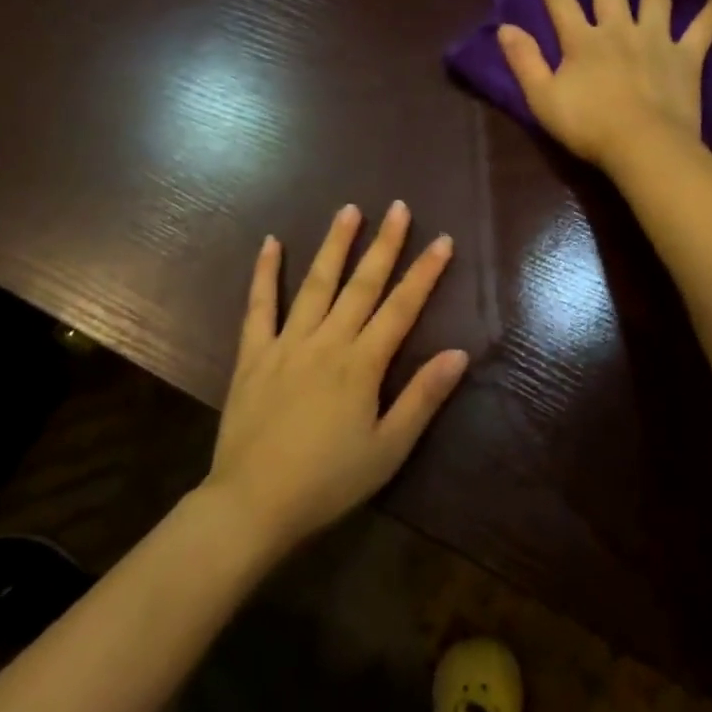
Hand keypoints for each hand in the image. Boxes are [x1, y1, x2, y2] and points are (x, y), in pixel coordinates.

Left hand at [204, 201, 468, 553]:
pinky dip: (264, 273)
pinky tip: (270, 242)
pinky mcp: (253, 354)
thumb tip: (458, 354)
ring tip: (349, 210)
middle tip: (398, 207)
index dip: (424, 273)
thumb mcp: (387, 450)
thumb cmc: (328, 482)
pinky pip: (259, 306)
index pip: (401, 308)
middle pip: (362, 284)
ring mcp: (286, 343)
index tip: (442, 240)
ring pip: (315, 284)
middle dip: (384, 244)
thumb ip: (422, 398)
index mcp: (362, 365)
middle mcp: (327, 342)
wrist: (252, 504)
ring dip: (334, 245)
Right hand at [496, 0, 711, 171]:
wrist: (643, 145)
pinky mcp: (686, 57)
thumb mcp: (543, 98)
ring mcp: (656, 41)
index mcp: (583, 41)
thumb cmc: (588, 126)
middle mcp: (619, 30)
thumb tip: (505, 28)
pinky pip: (703, 28)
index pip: (560, 1)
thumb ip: (525, 61)